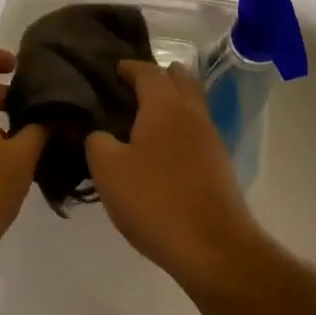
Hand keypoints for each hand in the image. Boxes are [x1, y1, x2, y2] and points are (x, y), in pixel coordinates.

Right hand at [84, 61, 263, 288]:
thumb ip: (97, 142)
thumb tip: (99, 132)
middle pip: (180, 81)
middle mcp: (192, 114)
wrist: (213, 247)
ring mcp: (210, 139)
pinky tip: (162, 149)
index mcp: (165, 106)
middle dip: (159, 76)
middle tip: (133, 86)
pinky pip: (196, 131)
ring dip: (171, 102)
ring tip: (144, 116)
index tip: (114, 69)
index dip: (130, 67)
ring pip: (191, 106)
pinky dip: (179, 128)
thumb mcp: (108, 170)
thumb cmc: (155, 200)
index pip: (148, 72)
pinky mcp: (219, 165)